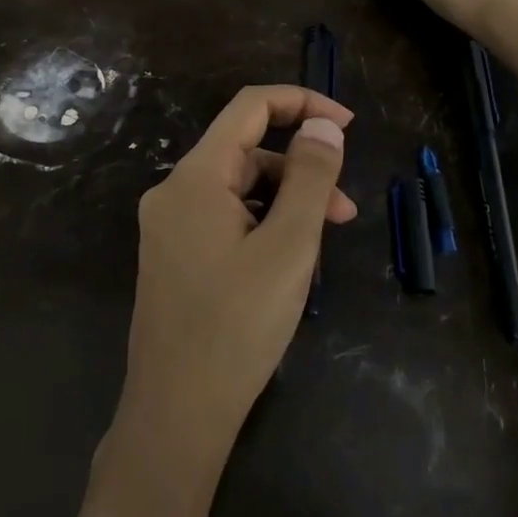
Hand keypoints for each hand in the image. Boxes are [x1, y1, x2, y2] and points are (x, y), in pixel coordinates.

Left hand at [112, 86, 355, 490]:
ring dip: (285, 205)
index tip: (348, 125)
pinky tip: (287, 267)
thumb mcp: (288, 247)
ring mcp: (170, 227)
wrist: (176, 413)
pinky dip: (262, 229)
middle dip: (300, 172)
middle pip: (246, 154)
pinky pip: (225, 221)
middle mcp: (174, 192)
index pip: (249, 108)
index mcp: (194, 177)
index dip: (301, 103)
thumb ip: (310, 178)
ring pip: (239, 192)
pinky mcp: (174, 257)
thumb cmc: (237, 326)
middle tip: (345, 214)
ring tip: (319, 250)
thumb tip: (324, 126)